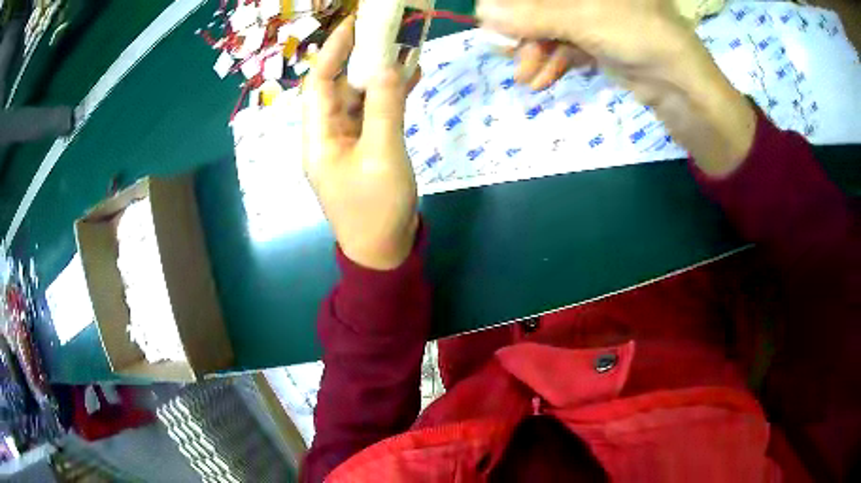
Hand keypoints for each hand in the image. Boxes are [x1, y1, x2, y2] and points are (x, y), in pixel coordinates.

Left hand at [302, 17, 419, 269]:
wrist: (384, 252)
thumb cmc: (376, 208)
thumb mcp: (383, 155)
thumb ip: (385, 107)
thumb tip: (388, 65)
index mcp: (318, 138)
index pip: (319, 83)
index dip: (333, 51)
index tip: (354, 24)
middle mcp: (328, 135)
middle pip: (339, 87)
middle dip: (359, 57)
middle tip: (385, 31)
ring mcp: (347, 142)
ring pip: (359, 98)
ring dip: (379, 74)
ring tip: (403, 47)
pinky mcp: (366, 148)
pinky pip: (375, 113)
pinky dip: (390, 95)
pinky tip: (411, 76)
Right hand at [478, 0, 756, 174]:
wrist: (683, 88)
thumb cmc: (641, 38)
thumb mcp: (584, 20)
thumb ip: (533, 15)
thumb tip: (482, 12)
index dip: (516, 3)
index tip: (494, 21)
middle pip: (543, 6)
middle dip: (524, 30)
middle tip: (506, 52)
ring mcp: (596, 17)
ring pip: (552, 27)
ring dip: (535, 52)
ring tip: (526, 77)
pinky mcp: (601, 41)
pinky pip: (567, 46)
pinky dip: (553, 62)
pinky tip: (541, 80)